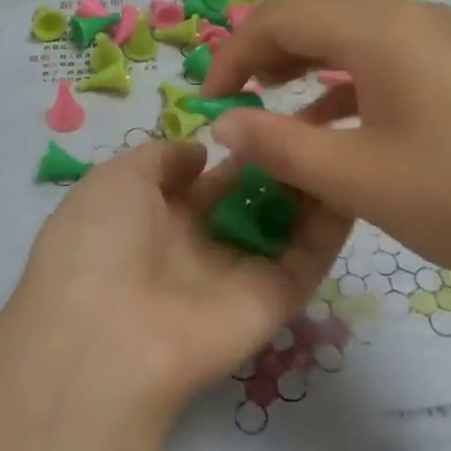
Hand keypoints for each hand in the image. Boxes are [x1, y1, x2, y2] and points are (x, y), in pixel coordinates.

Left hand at [3, 139, 353, 415]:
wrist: (105, 337)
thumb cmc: (98, 244)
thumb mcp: (114, 181)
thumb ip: (160, 158)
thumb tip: (199, 152)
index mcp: (155, 219)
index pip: (206, 180)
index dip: (235, 147)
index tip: (269, 113)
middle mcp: (198, 247)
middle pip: (250, 200)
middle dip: (277, 161)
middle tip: (317, 119)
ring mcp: (238, 275)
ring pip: (285, 225)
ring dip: (309, 186)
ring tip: (340, 138)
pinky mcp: (273, 302)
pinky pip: (308, 258)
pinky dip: (332, 224)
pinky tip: (351, 179)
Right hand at [200, 0, 450, 299]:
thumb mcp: (356, 178)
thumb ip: (279, 144)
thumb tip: (222, 121)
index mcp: (382, 30)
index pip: (284, 16)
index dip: (235, 52)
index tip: (207, 101)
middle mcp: (412, 17)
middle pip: (318, 8)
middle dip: (267, 46)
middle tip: (237, 95)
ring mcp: (443, 39)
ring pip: (353, 30)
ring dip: (306, 57)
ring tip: (272, 100)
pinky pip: (387, 56)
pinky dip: (346, 78)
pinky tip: (331, 120)